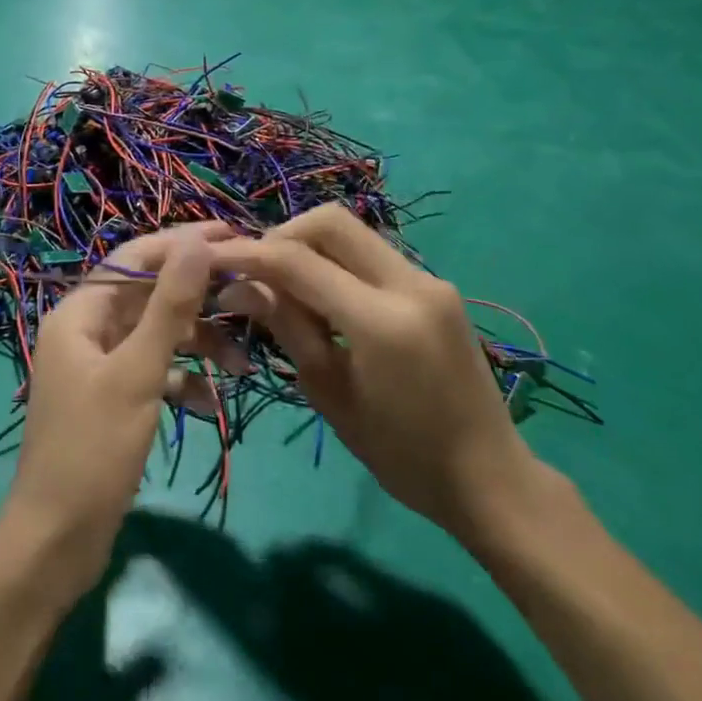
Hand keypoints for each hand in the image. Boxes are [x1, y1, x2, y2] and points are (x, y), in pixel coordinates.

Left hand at [0, 222, 236, 602]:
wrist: (57, 541)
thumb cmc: (93, 449)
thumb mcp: (137, 372)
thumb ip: (169, 305)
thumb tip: (196, 242)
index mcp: (81, 312)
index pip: (135, 258)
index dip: (183, 244)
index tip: (234, 238)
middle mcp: (87, 330)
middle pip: (150, 295)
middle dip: (200, 298)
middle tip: (252, 294)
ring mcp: (100, 366)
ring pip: (157, 336)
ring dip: (199, 345)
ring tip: (244, 365)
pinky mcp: (113, 399)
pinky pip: (154, 373)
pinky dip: (183, 381)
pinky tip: (211, 404)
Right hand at [210, 205, 551, 545]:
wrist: (490, 478)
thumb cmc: (402, 456)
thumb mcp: (332, 395)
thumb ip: (288, 328)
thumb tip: (237, 286)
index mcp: (382, 321)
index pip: (299, 262)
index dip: (248, 254)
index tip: (212, 259)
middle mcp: (412, 284)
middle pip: (331, 222)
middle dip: (282, 235)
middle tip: (256, 272)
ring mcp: (430, 280)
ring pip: (354, 233)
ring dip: (310, 246)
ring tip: (283, 287)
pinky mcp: (436, 287)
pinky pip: (373, 255)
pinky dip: (338, 263)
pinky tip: (323, 298)